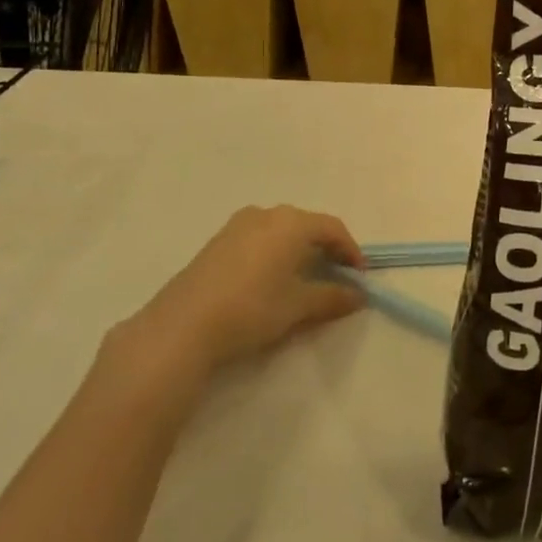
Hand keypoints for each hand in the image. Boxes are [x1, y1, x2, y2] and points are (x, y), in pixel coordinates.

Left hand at [118, 206, 366, 387]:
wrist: (182, 327)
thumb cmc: (252, 308)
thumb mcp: (298, 306)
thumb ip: (332, 297)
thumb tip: (359, 295)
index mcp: (291, 223)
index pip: (332, 228)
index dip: (350, 251)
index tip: (359, 276)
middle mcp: (266, 215)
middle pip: (306, 225)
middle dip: (324, 248)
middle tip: (334, 275)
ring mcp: (236, 226)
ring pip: (279, 231)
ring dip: (297, 250)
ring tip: (302, 278)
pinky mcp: (215, 243)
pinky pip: (257, 240)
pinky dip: (273, 253)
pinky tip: (269, 280)